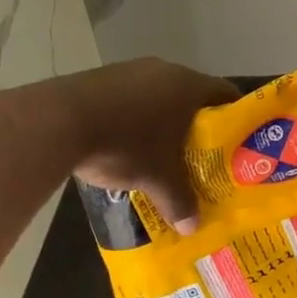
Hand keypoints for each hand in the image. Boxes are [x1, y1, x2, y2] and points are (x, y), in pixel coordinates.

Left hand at [55, 59, 237, 230]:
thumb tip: (192, 228)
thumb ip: (179, 201)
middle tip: (204, 155)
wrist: (58, 121)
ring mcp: (130, 70)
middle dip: (199, 126)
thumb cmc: (125, 143)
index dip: (236, 118)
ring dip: (164, 120)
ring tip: (164, 152)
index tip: (238, 143)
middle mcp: (165, 70)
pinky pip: (131, 97)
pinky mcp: (102, 77)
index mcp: (188, 86)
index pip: (227, 95)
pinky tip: (128, 142)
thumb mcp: (157, 178)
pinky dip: (136, 117)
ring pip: (160, 96)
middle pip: (193, 96)